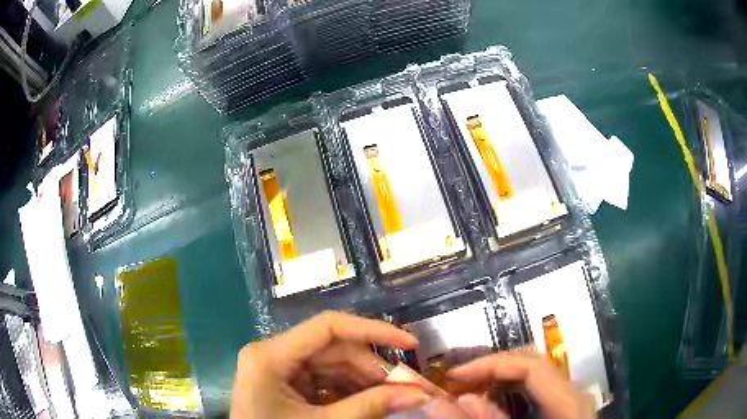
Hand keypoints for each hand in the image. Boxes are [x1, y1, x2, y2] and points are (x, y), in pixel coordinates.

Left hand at [230, 311, 429, 418]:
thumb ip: (370, 407)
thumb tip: (419, 393)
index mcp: (270, 356)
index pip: (328, 327)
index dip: (373, 330)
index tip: (410, 344)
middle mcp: (273, 354)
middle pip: (333, 348)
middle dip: (372, 368)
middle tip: (406, 387)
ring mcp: (279, 369)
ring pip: (332, 365)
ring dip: (364, 381)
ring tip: (392, 398)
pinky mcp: (286, 384)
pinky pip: (325, 380)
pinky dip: (349, 391)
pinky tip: (369, 403)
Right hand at [446, 351, 593, 418]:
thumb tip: (438, 401)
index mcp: (569, 402)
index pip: (531, 366)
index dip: (490, 364)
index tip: (454, 376)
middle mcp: (572, 395)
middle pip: (530, 367)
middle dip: (488, 372)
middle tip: (454, 384)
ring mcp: (568, 402)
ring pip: (530, 379)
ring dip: (494, 383)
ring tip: (464, 392)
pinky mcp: (560, 410)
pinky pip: (531, 393)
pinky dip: (505, 395)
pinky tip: (486, 405)